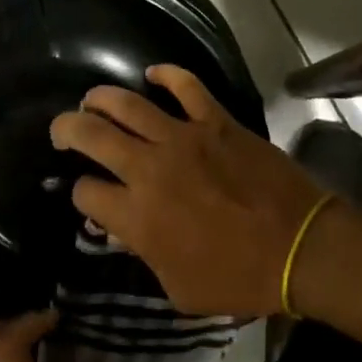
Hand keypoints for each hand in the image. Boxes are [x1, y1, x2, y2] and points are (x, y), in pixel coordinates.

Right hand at [49, 65, 328, 317]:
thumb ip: (144, 255)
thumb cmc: (238, 278)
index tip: (90, 197)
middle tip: (63, 130)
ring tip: (91, 99)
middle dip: (67, 129)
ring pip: (127, 104)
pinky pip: (186, 85)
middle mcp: (150, 168)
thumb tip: (125, 229)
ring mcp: (183, 137)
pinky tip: (152, 73)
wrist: (299, 248)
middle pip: (91, 135)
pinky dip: (167, 74)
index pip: (86, 192)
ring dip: (101, 98)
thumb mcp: (178, 289)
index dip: (80, 193)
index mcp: (137, 216)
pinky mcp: (215, 121)